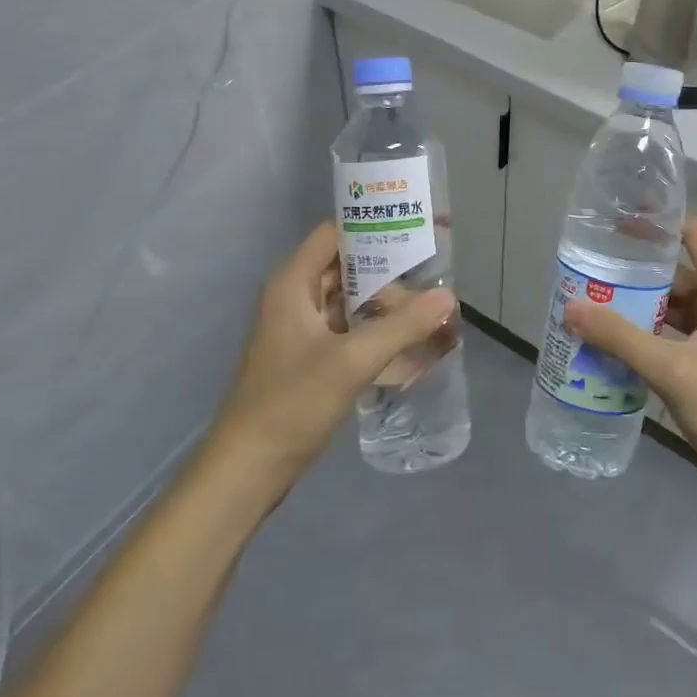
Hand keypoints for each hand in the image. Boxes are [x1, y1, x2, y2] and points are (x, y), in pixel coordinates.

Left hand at [210, 223, 456, 484]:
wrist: (248, 470)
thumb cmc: (292, 403)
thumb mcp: (351, 361)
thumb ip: (401, 326)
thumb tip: (448, 296)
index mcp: (294, 283)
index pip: (337, 234)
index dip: (376, 226)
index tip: (418, 229)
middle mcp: (296, 297)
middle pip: (349, 268)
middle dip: (392, 273)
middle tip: (436, 282)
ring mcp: (302, 329)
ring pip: (352, 301)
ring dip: (388, 306)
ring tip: (432, 314)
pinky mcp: (310, 357)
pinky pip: (350, 330)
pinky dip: (378, 332)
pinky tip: (410, 344)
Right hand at [563, 217, 696, 475]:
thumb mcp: (670, 368)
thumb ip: (619, 337)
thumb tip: (571, 307)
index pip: (694, 234)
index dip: (658, 224)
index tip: (616, 224)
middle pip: (677, 270)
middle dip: (636, 271)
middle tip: (591, 271)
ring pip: (673, 304)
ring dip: (638, 305)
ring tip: (593, 305)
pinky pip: (674, 332)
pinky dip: (647, 332)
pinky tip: (614, 343)